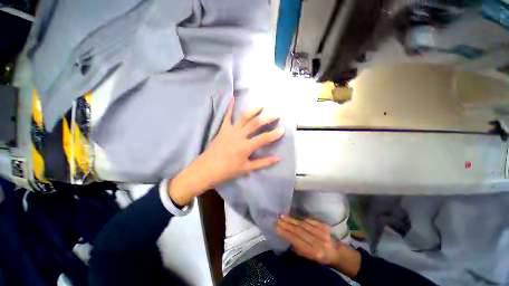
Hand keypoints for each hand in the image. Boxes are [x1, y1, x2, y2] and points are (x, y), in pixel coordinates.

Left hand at [198, 97, 284, 186]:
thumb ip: (263, 163)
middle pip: (255, 124)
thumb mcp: (247, 168)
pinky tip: (233, 98)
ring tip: (261, 105)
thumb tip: (277, 159)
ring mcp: (230, 131)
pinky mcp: (223, 129)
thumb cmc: (228, 170)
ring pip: (243, 117)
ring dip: (253, 110)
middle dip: (266, 118)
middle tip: (275, 114)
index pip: (264, 139)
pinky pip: (226, 116)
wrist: (207, 169)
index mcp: (246, 147)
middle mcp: (239, 136)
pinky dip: (230, 107)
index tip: (282, 129)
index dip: (274, 134)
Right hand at [275, 215, 339, 264]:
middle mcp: (318, 242)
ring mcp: (322, 232)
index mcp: (314, 253)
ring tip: (282, 215)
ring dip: (291, 219)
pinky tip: (293, 216)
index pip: (296, 240)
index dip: (285, 233)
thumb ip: (298, 249)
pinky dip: (300, 218)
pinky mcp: (324, 226)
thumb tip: (286, 237)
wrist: (337, 252)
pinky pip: (310, 220)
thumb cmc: (321, 259)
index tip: (276, 226)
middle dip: (286, 224)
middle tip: (277, 219)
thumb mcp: (309, 259)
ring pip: (303, 224)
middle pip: (299, 231)